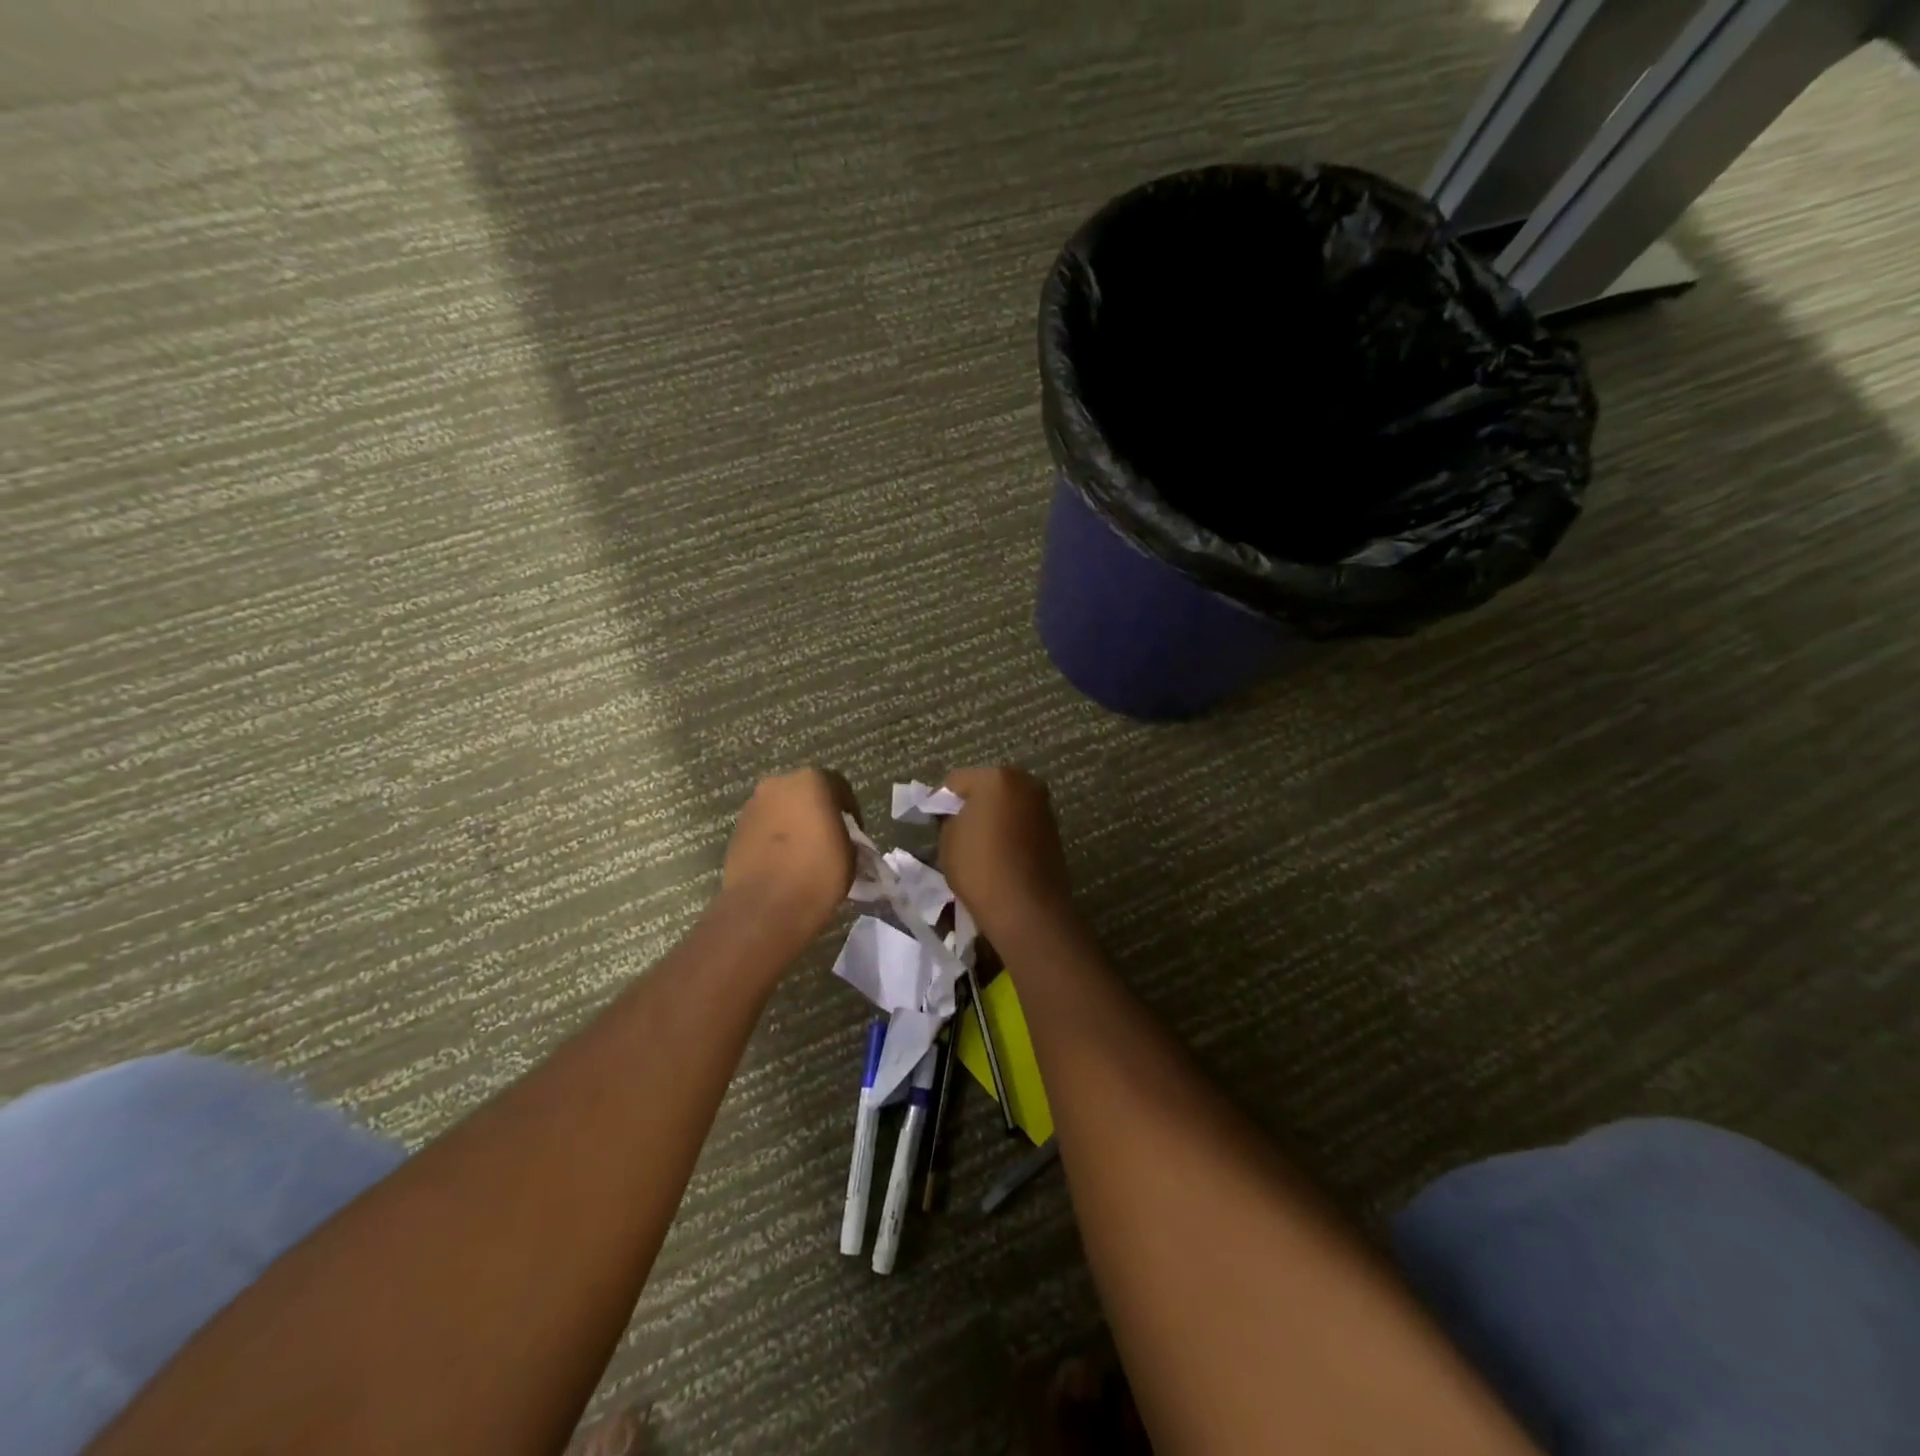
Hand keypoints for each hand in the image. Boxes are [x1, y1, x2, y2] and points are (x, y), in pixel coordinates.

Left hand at [721, 768, 859, 935]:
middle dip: (816, 811)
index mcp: (811, 782)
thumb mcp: (850, 853)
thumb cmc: (819, 873)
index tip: (854, 832)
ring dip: (792, 824)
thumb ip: (845, 835)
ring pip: (780, 809)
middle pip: (804, 793)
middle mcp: (778, 785)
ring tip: (802, 853)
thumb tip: (837, 839)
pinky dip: (773, 840)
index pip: (838, 787)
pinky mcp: (736, 831)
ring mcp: (753, 807)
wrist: (767, 906)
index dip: (848, 810)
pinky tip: (782, 863)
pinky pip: (763, 829)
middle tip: (827, 838)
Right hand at [938, 767, 1075, 938]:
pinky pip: (1022, 822)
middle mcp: (1025, 783)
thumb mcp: (947, 839)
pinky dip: (1011, 831)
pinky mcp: (1054, 829)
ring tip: (981, 847)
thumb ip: (949, 817)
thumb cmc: (979, 867)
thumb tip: (956, 815)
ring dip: (994, 817)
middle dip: (972, 805)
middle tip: (959, 833)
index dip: (942, 802)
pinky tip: (1001, 854)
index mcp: (996, 778)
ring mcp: (1043, 806)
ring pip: (1007, 804)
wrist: (1026, 908)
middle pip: (987, 787)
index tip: (937, 825)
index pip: (956, 781)